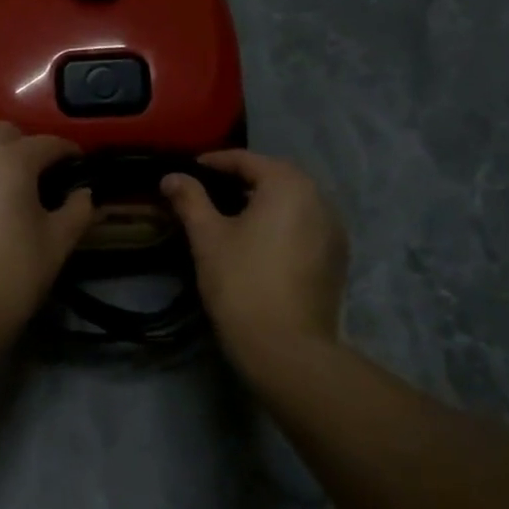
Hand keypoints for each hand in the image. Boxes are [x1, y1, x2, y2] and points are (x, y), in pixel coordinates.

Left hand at [0, 123, 94, 367]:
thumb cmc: (10, 278)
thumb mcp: (56, 245)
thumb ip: (77, 211)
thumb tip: (84, 193)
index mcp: (8, 162)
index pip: (47, 143)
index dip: (69, 152)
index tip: (80, 166)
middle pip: (5, 134)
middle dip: (27, 146)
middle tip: (44, 177)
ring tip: (13, 191)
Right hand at [161, 151, 347, 355]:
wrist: (286, 347)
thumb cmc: (242, 283)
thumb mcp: (207, 237)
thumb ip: (190, 200)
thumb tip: (171, 177)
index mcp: (288, 186)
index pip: (248, 160)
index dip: (216, 162)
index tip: (190, 169)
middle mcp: (319, 199)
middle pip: (276, 176)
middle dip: (243, 178)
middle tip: (210, 188)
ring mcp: (333, 230)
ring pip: (294, 201)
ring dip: (264, 200)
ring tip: (232, 214)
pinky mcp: (336, 258)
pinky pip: (305, 225)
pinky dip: (282, 222)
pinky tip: (259, 241)